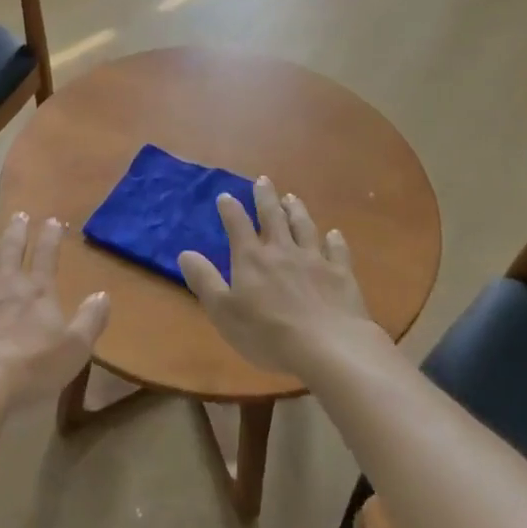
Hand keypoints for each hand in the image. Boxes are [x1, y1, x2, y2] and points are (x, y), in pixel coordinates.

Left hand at [0, 214, 110, 406]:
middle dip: (16, 231)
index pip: (47, 257)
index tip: (53, 221)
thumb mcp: (74, 350)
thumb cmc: (30, 369)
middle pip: (11, 251)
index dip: (51, 238)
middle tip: (19, 214)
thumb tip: (103, 294)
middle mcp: (5, 285)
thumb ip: (90, 321)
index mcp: (37, 293)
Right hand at [178, 177, 380, 376]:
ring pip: (304, 227)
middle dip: (265, 197)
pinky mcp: (341, 274)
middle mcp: (282, 251)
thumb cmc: (267, 334)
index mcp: (251, 259)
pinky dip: (334, 240)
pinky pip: (337, 250)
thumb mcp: (223, 311)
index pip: (237, 225)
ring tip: (292, 198)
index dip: (230, 209)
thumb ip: (204, 280)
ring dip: (297, 210)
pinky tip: (334, 233)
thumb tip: (185, 253)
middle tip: (263, 180)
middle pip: (273, 217)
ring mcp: (315, 260)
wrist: (328, 347)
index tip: (225, 196)